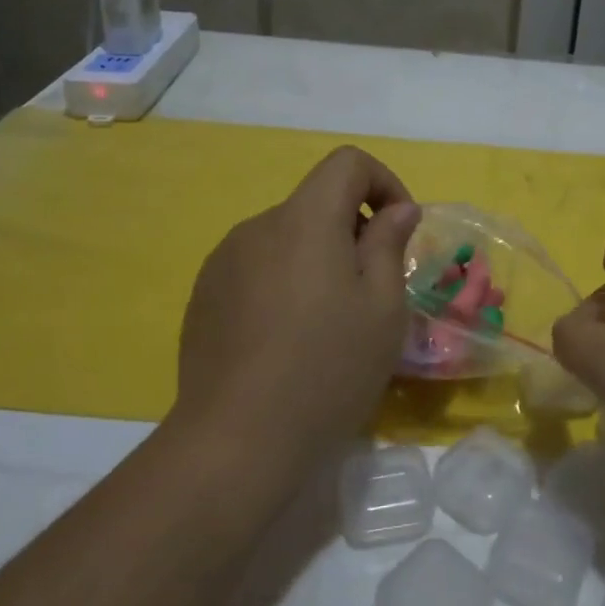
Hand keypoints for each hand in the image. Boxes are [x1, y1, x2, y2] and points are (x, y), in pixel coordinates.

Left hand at [175, 146, 420, 479]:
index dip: (384, 182)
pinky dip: (284, 282)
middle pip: (317, 203)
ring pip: (287, 238)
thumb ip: (389, 244)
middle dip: (353, 230)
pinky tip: (286, 340)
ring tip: (329, 322)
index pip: (347, 163)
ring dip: (318, 259)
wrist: (235, 442)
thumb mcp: (382, 307)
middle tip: (372, 291)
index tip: (399, 231)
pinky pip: (257, 268)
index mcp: (304, 219)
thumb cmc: (327, 369)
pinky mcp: (204, 296)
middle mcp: (258, 226)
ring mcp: (223, 262)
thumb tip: (397, 209)